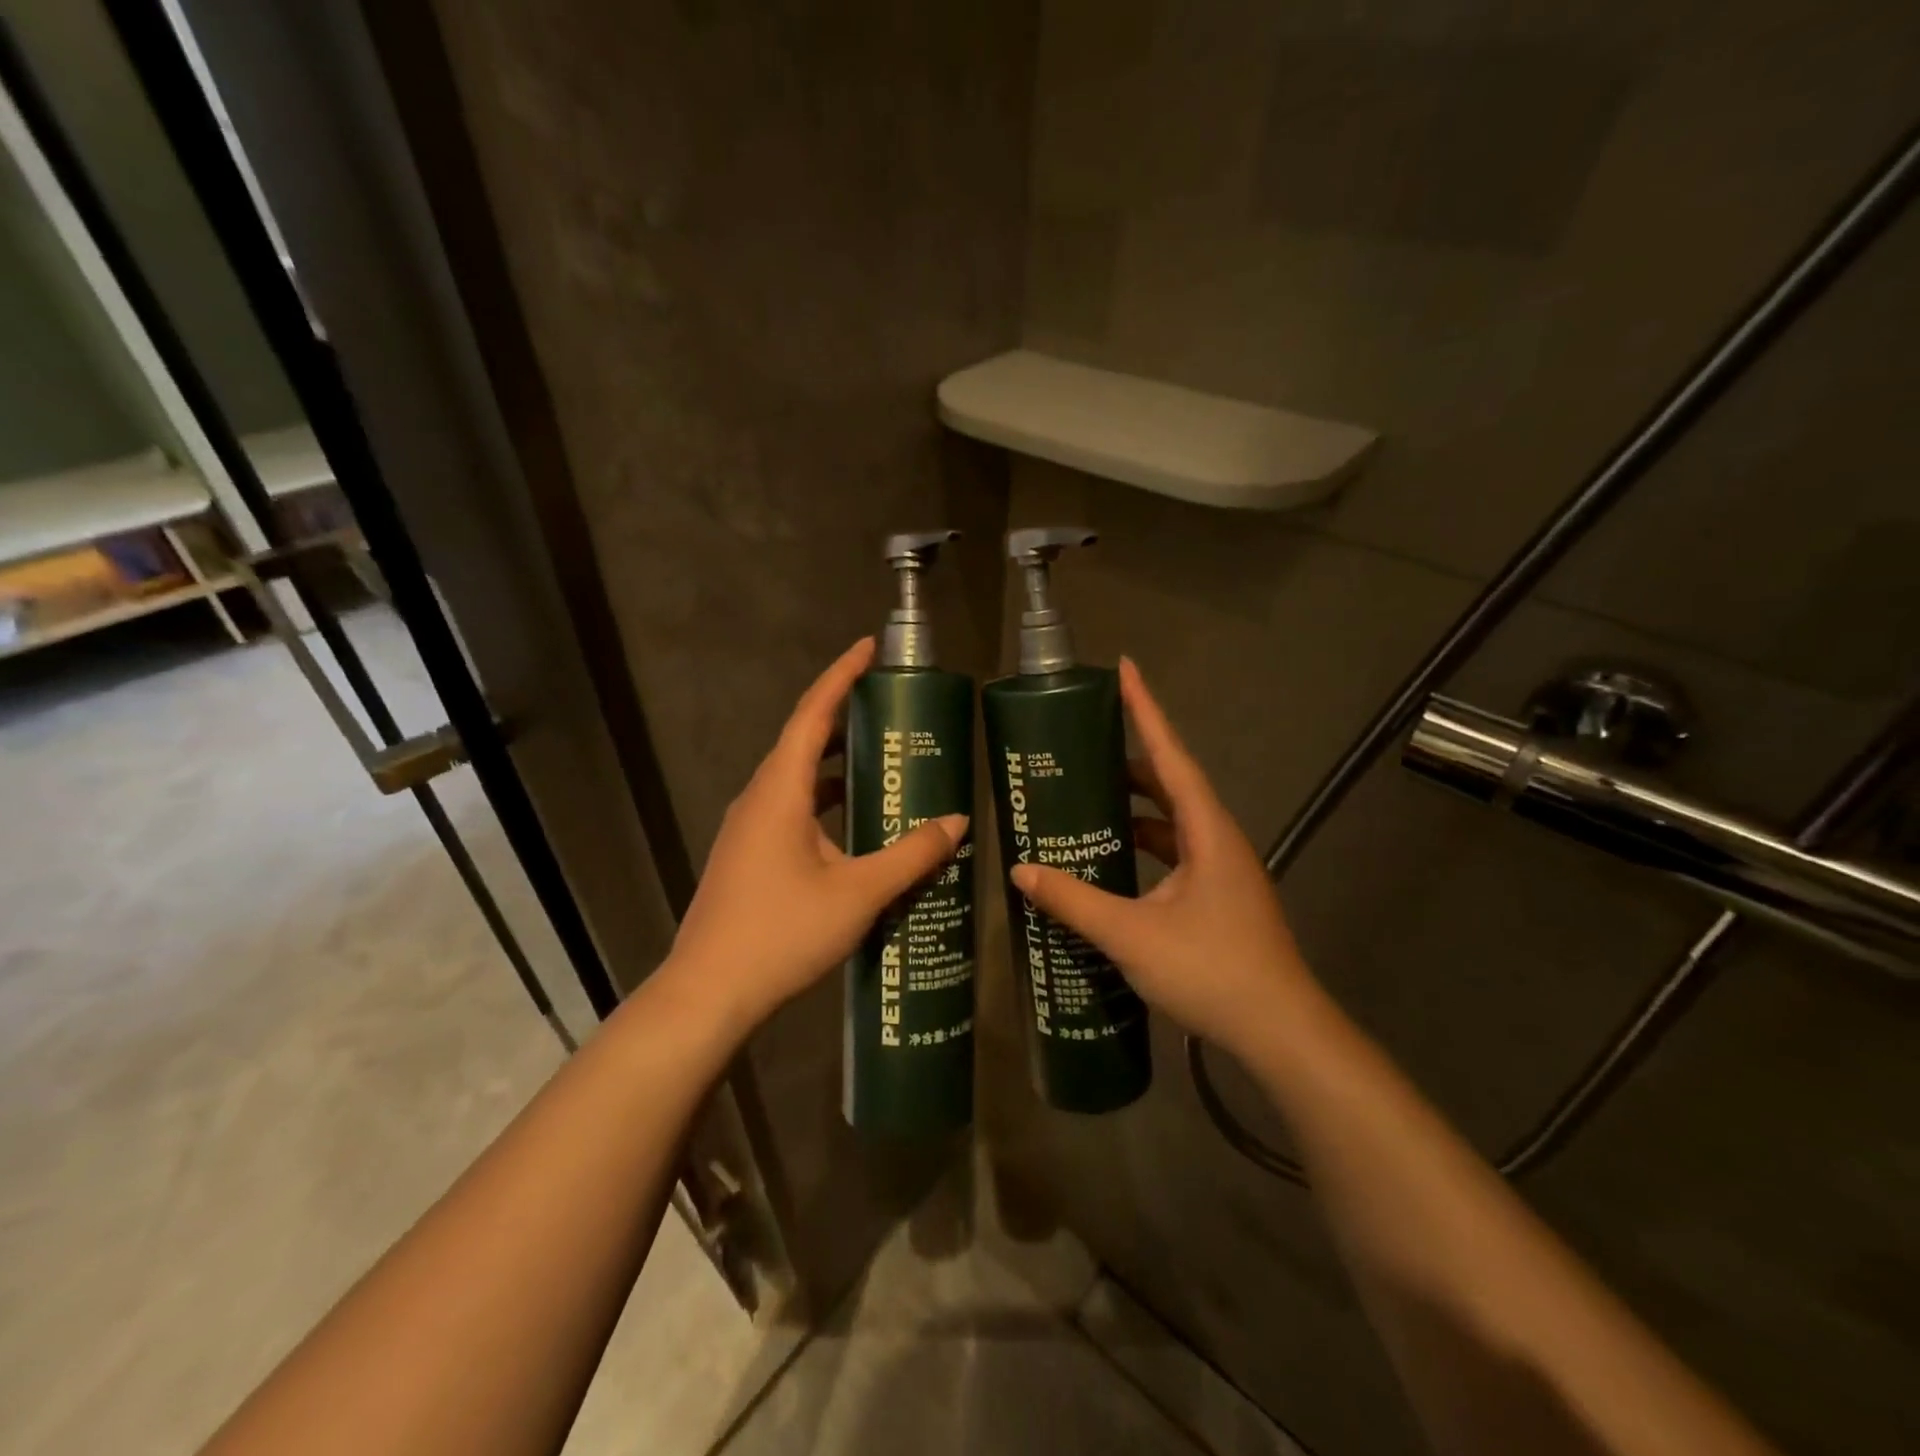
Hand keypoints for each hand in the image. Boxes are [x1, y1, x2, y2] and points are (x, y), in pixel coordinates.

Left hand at [662, 638, 967, 1036]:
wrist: (708, 993)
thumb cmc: (781, 933)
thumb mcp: (858, 893)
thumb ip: (910, 855)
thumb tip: (957, 823)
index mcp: (780, 790)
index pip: (812, 714)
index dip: (841, 675)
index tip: (869, 646)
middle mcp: (759, 798)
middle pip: (803, 740)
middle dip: (845, 717)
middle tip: (892, 708)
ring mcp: (748, 828)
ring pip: (797, 778)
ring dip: (837, 764)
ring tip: (883, 760)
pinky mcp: (747, 855)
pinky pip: (791, 808)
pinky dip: (825, 801)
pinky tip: (855, 825)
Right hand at [1009, 658, 1318, 1063]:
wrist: (1281, 1034)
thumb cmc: (1212, 971)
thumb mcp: (1131, 935)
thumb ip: (1074, 901)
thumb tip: (1022, 873)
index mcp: (1208, 832)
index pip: (1172, 755)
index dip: (1147, 710)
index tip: (1125, 668)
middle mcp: (1219, 840)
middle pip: (1171, 784)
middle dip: (1130, 761)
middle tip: (1083, 748)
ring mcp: (1222, 871)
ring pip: (1173, 822)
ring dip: (1135, 809)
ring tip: (1087, 801)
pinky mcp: (1218, 898)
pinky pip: (1175, 855)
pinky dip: (1143, 847)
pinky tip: (1111, 862)